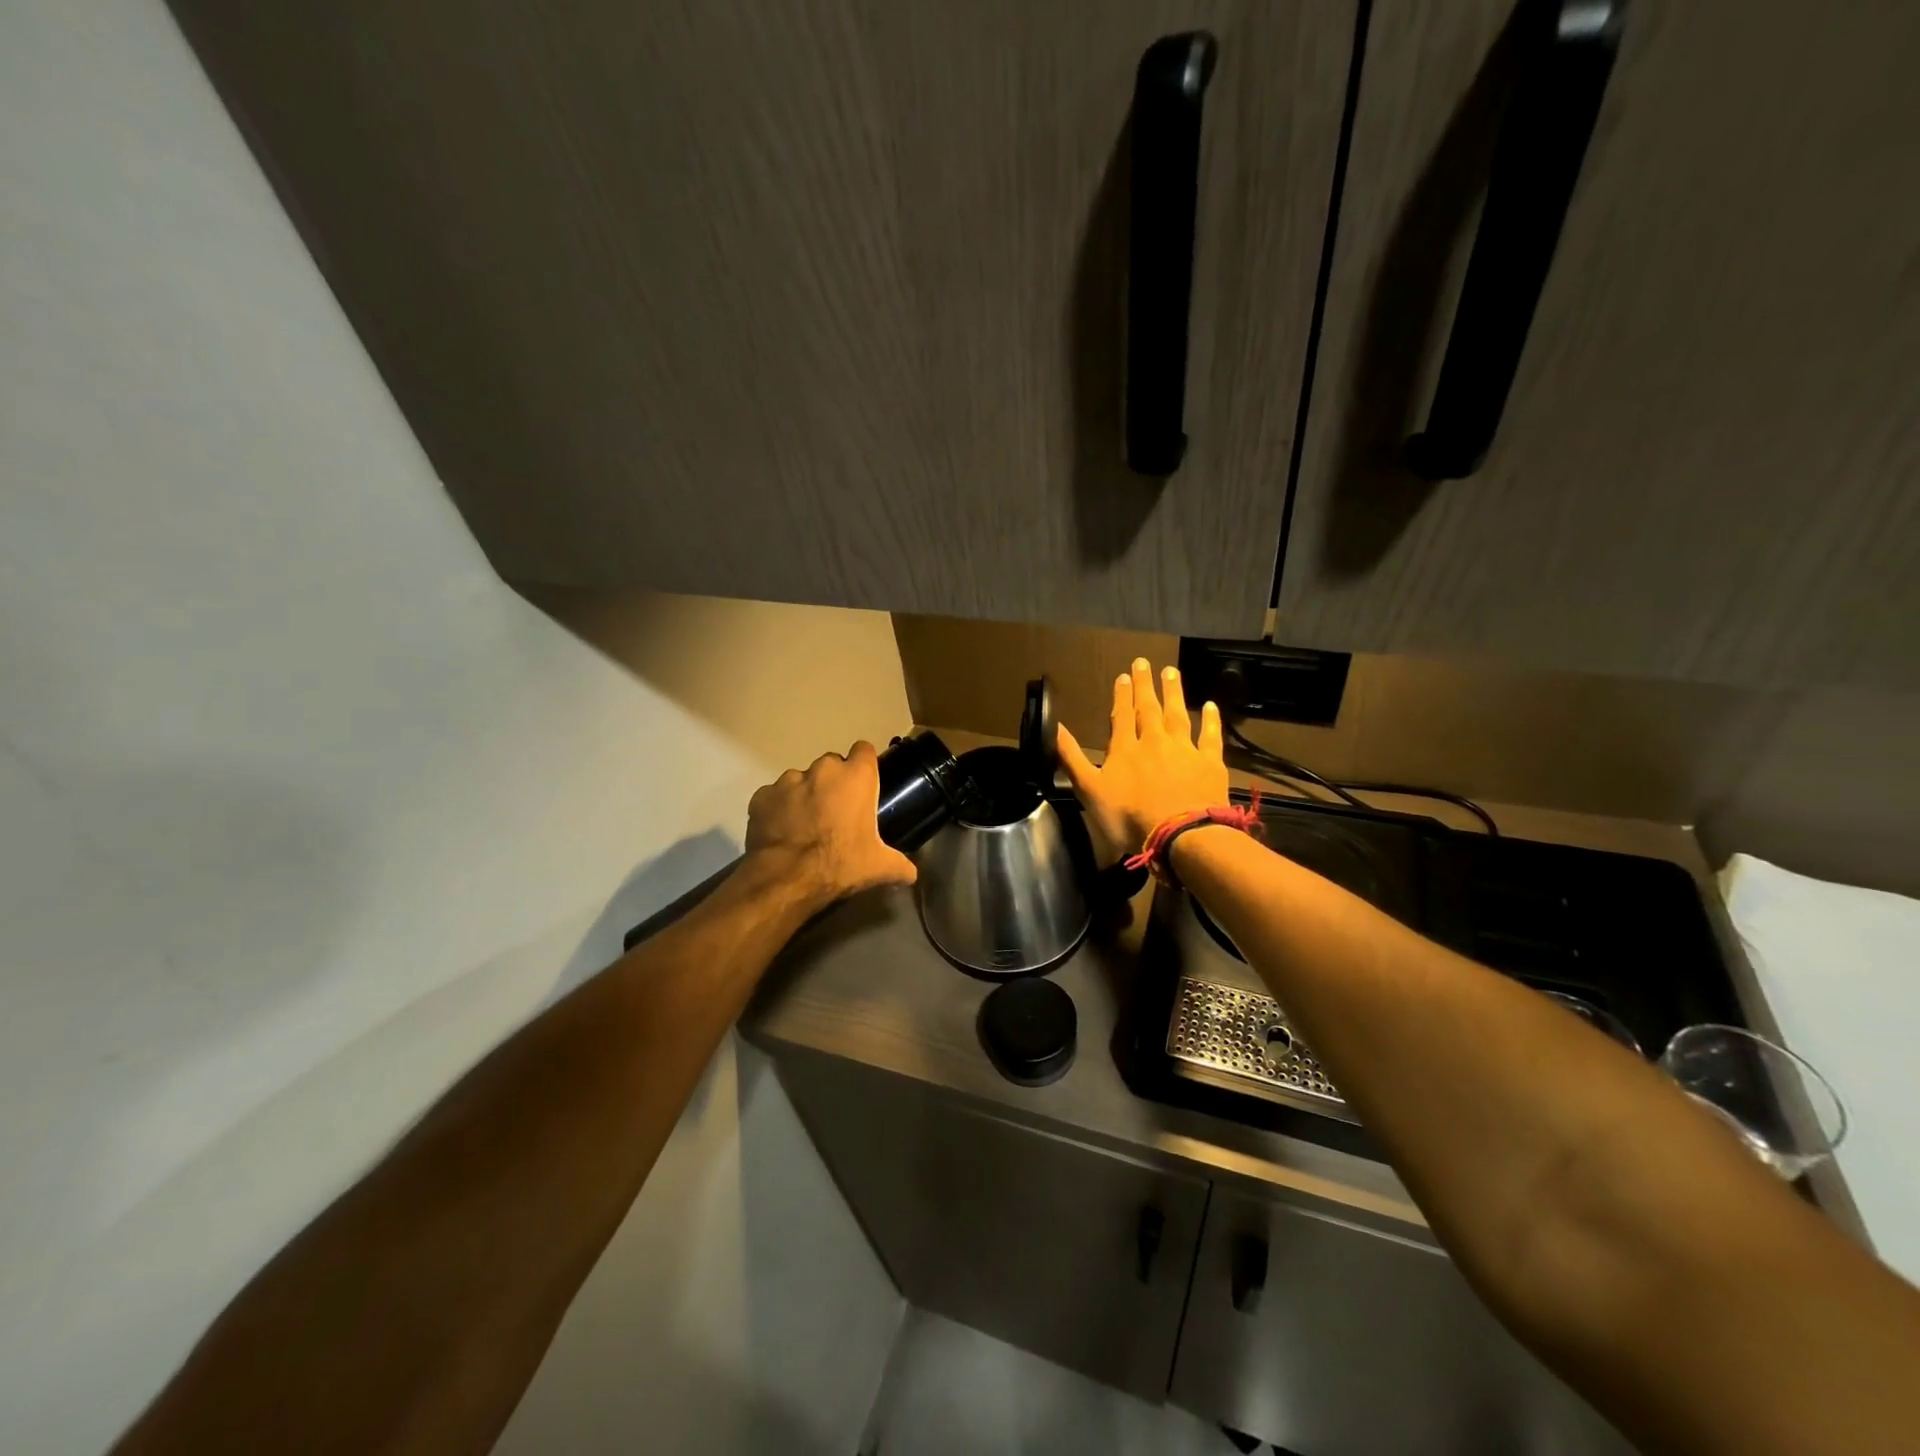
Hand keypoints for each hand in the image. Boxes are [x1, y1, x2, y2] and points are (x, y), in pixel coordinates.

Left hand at [745, 741, 917, 908]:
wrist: (787, 878)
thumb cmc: (841, 863)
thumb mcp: (879, 867)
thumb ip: (900, 865)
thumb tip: (913, 874)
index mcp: (856, 777)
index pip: (864, 750)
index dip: (864, 765)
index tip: (863, 784)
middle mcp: (823, 770)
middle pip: (832, 765)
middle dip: (833, 783)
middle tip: (835, 812)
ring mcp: (788, 780)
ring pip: (801, 779)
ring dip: (804, 795)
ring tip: (805, 824)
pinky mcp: (762, 796)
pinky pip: (774, 797)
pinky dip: (778, 809)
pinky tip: (781, 831)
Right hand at [1056, 658, 1228, 864]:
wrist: (1180, 835)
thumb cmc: (1129, 817)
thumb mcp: (1089, 790)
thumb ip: (1071, 758)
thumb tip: (1054, 727)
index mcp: (1124, 749)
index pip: (1121, 715)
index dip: (1121, 695)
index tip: (1124, 675)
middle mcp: (1154, 741)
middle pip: (1148, 708)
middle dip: (1145, 685)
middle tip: (1145, 662)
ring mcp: (1184, 750)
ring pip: (1177, 715)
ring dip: (1173, 692)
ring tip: (1171, 671)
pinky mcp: (1209, 763)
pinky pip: (1210, 736)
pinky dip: (1211, 720)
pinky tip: (1211, 706)